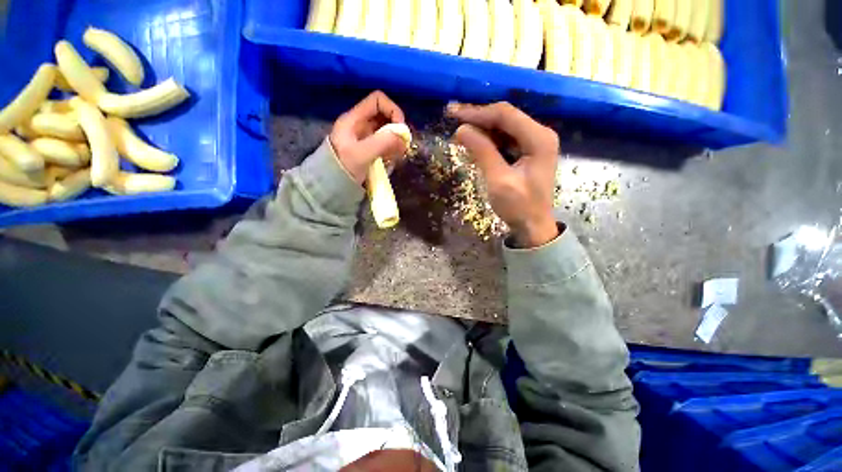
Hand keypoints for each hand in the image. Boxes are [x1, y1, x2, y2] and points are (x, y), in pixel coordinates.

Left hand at [329, 91, 408, 184]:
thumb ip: (383, 143)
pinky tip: (392, 161)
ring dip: (396, 142)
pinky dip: (392, 151)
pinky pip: (385, 145)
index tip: (401, 128)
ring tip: (398, 155)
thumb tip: (403, 137)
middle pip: (384, 116)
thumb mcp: (361, 154)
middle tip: (403, 145)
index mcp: (354, 119)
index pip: (377, 100)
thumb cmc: (343, 167)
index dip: (392, 110)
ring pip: (387, 132)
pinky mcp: (370, 151)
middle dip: (396, 129)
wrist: (331, 186)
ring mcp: (365, 139)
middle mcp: (361, 125)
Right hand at [447, 102, 559, 247]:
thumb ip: (482, 152)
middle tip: (452, 118)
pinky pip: (505, 140)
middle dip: (478, 119)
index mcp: (539, 138)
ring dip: (481, 130)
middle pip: (505, 118)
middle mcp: (540, 134)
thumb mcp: (498, 180)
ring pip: (503, 128)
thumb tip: (461, 129)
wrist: (533, 226)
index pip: (505, 115)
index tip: (453, 114)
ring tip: (459, 134)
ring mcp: (534, 143)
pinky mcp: (527, 152)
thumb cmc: (518, 207)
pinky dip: (488, 142)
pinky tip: (473, 145)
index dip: (477, 112)